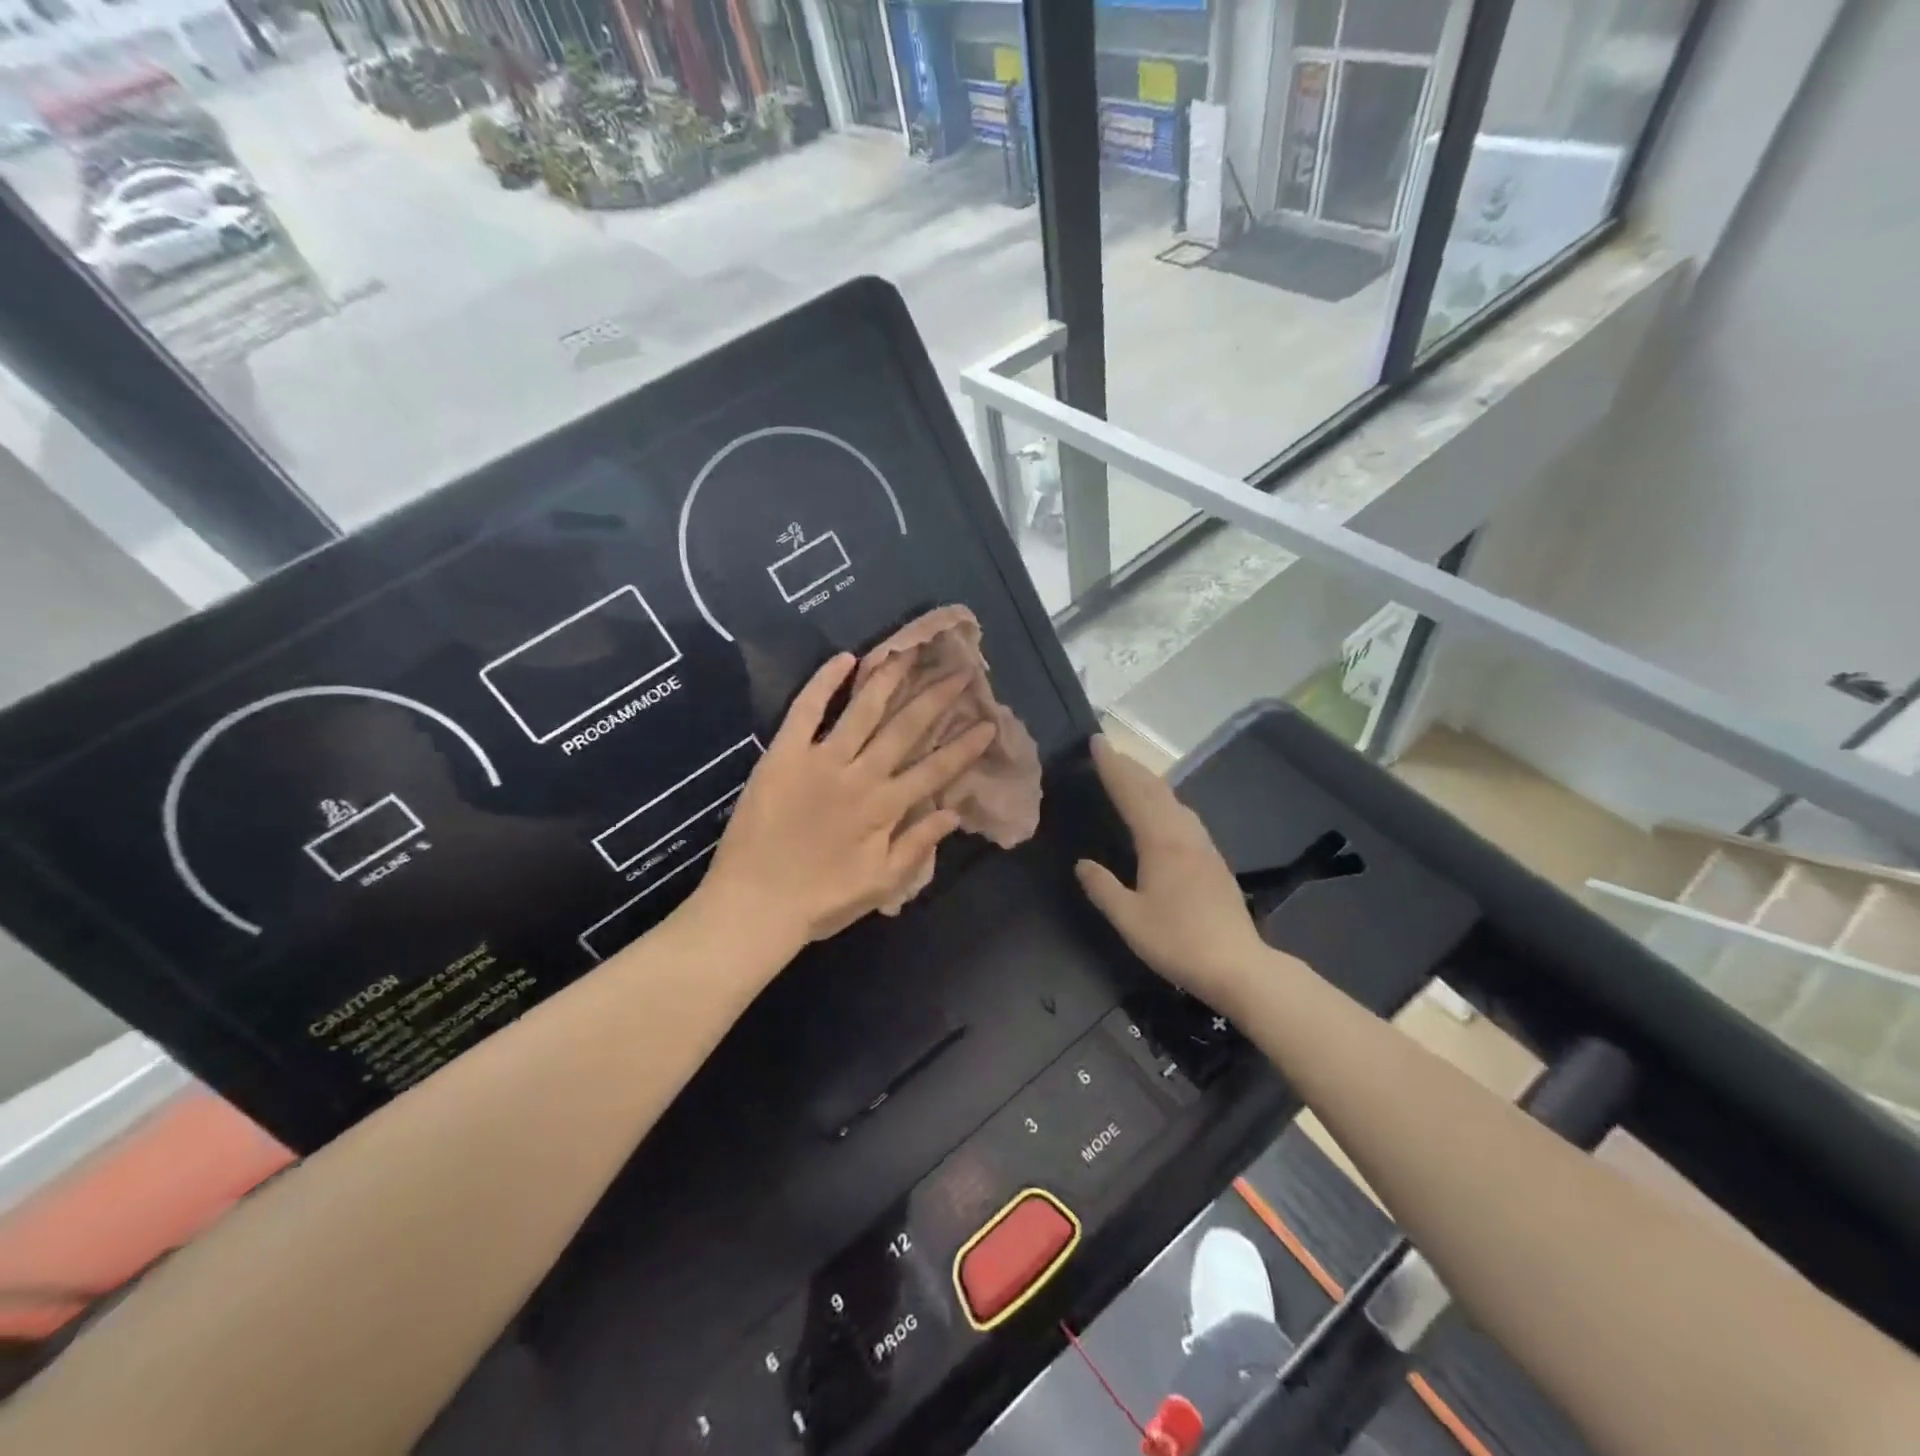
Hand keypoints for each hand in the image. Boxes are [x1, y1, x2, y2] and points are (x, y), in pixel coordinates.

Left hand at [701, 652, 996, 953]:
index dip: (964, 746)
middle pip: (905, 729)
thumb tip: (953, 812)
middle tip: (959, 671)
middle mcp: (859, 775)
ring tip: (910, 652)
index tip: (988, 722)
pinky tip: (845, 659)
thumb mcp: (880, 884)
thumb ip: (917, 845)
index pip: (935, 769)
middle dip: (935, 698)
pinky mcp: (783, 754)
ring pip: (862, 710)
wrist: (753, 905)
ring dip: (889, 679)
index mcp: (885, 808)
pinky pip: (806, 710)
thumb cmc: (820, 902)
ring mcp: (820, 760)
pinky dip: (824, 683)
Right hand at [1075, 735, 1273, 1013]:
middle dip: (1131, 767)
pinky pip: (1185, 816)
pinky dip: (1167, 801)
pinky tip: (1166, 811)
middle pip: (1155, 790)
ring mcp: (1204, 847)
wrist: (1238, 965)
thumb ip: (1103, 888)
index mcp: (1160, 843)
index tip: (1097, 742)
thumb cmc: (1178, 942)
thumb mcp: (1129, 919)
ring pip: (1174, 801)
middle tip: (1110, 750)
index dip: (1112, 767)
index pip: (1131, 794)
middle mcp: (1184, 835)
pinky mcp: (1215, 861)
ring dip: (1151, 782)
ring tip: (1134, 774)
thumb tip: (1082, 864)